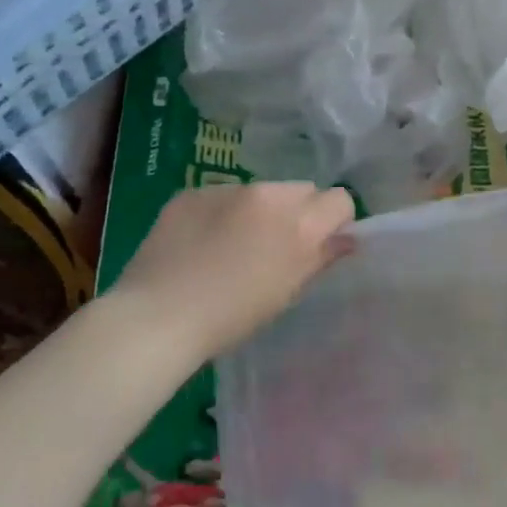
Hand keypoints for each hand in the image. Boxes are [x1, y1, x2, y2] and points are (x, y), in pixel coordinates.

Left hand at [114, 182, 355, 357]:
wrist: (159, 315)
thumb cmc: (233, 317)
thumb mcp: (287, 292)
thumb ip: (321, 258)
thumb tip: (346, 239)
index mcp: (299, 223)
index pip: (339, 200)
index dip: (334, 222)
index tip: (320, 245)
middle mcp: (268, 195)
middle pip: (302, 189)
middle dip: (299, 212)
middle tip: (278, 247)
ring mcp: (227, 189)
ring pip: (261, 191)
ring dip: (260, 211)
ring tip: (234, 247)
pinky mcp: (192, 192)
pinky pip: (223, 196)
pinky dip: (223, 213)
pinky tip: (202, 244)